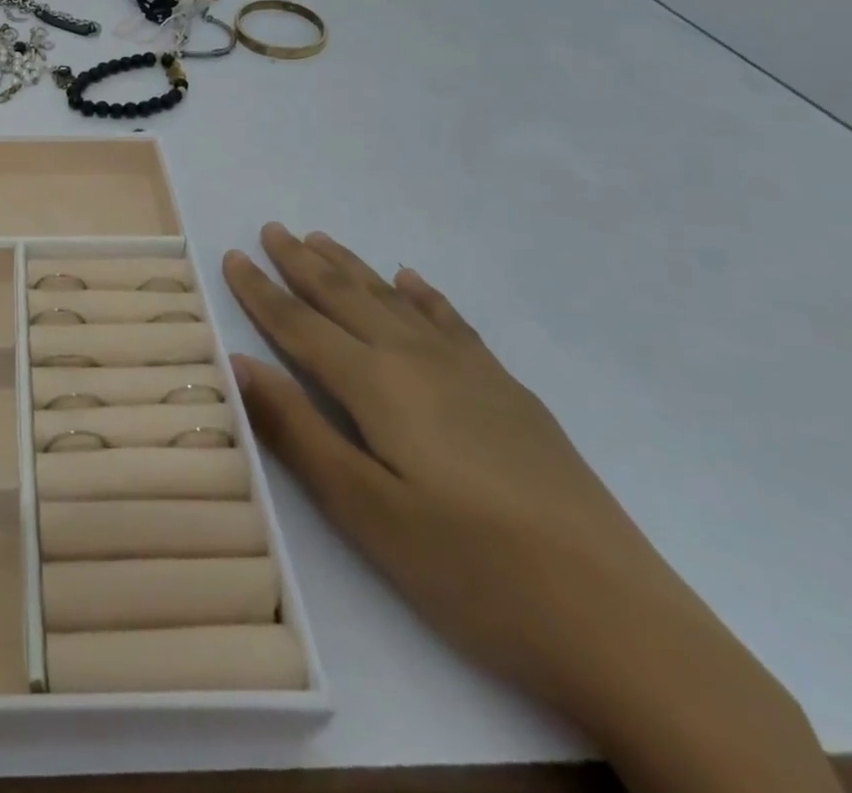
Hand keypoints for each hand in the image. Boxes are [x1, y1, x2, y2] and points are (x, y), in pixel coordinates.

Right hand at [225, 226, 835, 792]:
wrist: (619, 622)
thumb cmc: (470, 571)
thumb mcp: (364, 511)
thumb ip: (297, 430)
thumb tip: (238, 363)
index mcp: (376, 385)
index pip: (300, 325)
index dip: (261, 291)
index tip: (232, 256)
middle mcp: (417, 360)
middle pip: (345, 297)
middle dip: (302, 263)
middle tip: (272, 228)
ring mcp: (470, 372)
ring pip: (393, 300)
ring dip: (353, 268)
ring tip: (322, 238)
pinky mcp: (508, 393)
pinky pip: (451, 322)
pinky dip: (423, 295)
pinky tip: (411, 280)